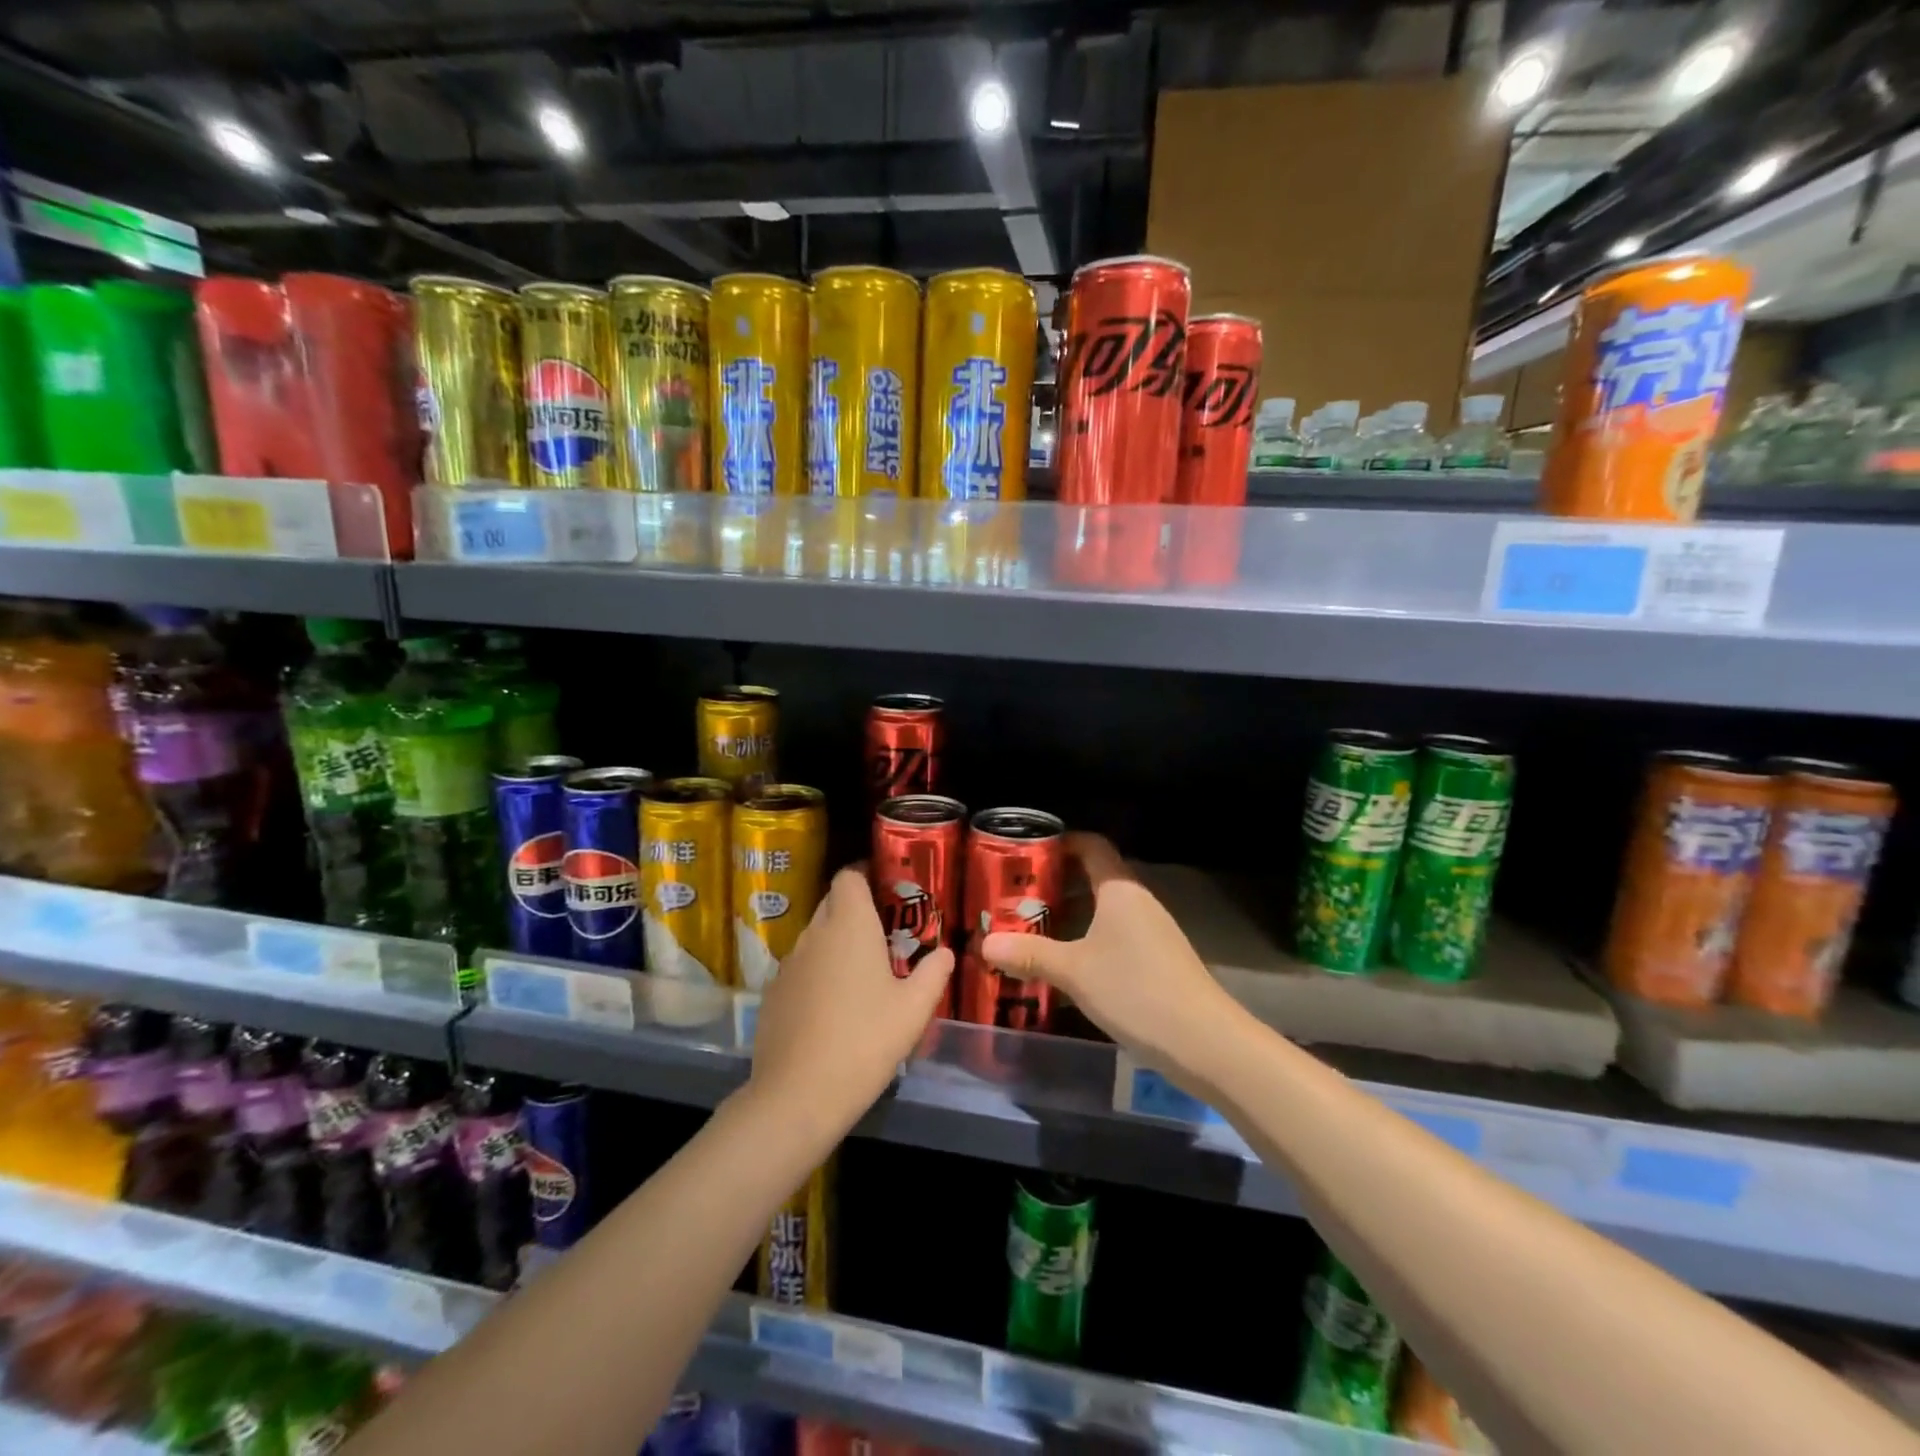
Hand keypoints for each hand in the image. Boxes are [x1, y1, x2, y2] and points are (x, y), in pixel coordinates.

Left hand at [748, 868, 953, 1134]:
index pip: (849, 876)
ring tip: (862, 975)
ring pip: (815, 937)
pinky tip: (832, 1008)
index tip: (887, 890)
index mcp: (849, 925)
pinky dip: (817, 974)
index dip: (866, 875)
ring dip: (836, 945)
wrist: (798, 1095)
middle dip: (856, 911)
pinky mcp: (772, 994)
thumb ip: (934, 973)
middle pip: (832, 903)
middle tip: (885, 935)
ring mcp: (788, 964)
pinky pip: (800, 969)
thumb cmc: (865, 1041)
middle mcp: (814, 933)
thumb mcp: (914, 1009)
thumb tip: (945, 952)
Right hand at [980, 833, 1243, 1074]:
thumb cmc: (1135, 990)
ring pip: (1105, 909)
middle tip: (1017, 896)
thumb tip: (986, 944)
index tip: (1027, 851)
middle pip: (1095, 877)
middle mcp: (1138, 901)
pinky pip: (1116, 934)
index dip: (1062, 842)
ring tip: (1033, 928)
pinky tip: (1068, 963)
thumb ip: (1030, 955)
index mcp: (1120, 889)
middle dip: (1057, 883)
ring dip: (1071, 914)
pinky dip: (1089, 938)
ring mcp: (1152, 931)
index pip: (1092, 846)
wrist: (1205, 1041)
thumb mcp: (1074, 972)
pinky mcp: (1158, 959)